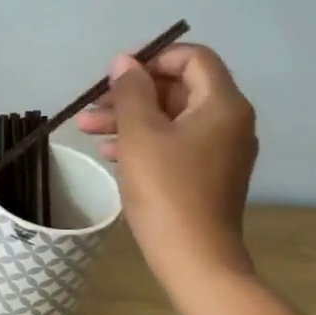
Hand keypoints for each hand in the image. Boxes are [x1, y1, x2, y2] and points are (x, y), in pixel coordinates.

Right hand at [75, 43, 257, 286]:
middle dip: (131, 94)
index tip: (116, 74)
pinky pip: (175, 143)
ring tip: (86, 130)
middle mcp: (229, 121)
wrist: (194, 256)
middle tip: (92, 106)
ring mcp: (220, 151)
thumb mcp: (140, 134)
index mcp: (222, 104)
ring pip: (171, 119)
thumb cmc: (166, 189)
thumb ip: (130, 91)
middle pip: (178, 89)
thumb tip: (125, 63)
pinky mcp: (208, 175)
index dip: (153, 57)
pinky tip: (109, 153)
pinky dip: (143, 141)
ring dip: (129, 119)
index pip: (193, 58)